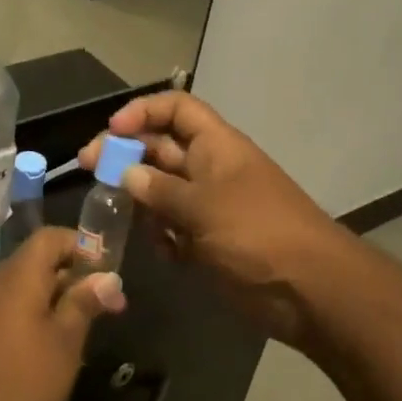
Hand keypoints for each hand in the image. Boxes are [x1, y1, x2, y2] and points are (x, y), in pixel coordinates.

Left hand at [0, 227, 126, 400]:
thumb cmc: (19, 384)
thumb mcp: (64, 344)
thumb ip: (84, 304)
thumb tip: (106, 277)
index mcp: (18, 274)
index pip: (51, 237)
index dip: (82, 247)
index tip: (107, 275)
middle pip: (36, 262)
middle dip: (72, 280)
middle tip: (105, 311)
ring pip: (22, 290)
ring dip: (53, 303)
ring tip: (80, 336)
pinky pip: (6, 311)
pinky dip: (31, 320)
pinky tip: (46, 356)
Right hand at [80, 92, 343, 345]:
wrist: (312, 291)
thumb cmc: (258, 234)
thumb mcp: (204, 207)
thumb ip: (160, 190)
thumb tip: (127, 174)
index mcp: (216, 146)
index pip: (176, 109)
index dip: (143, 111)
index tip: (112, 131)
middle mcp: (210, 168)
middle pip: (160, 148)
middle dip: (126, 156)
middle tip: (89, 169)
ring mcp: (210, 206)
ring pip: (162, 190)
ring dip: (141, 200)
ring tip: (119, 215)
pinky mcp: (210, 240)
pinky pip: (174, 227)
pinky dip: (162, 237)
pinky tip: (161, 251)